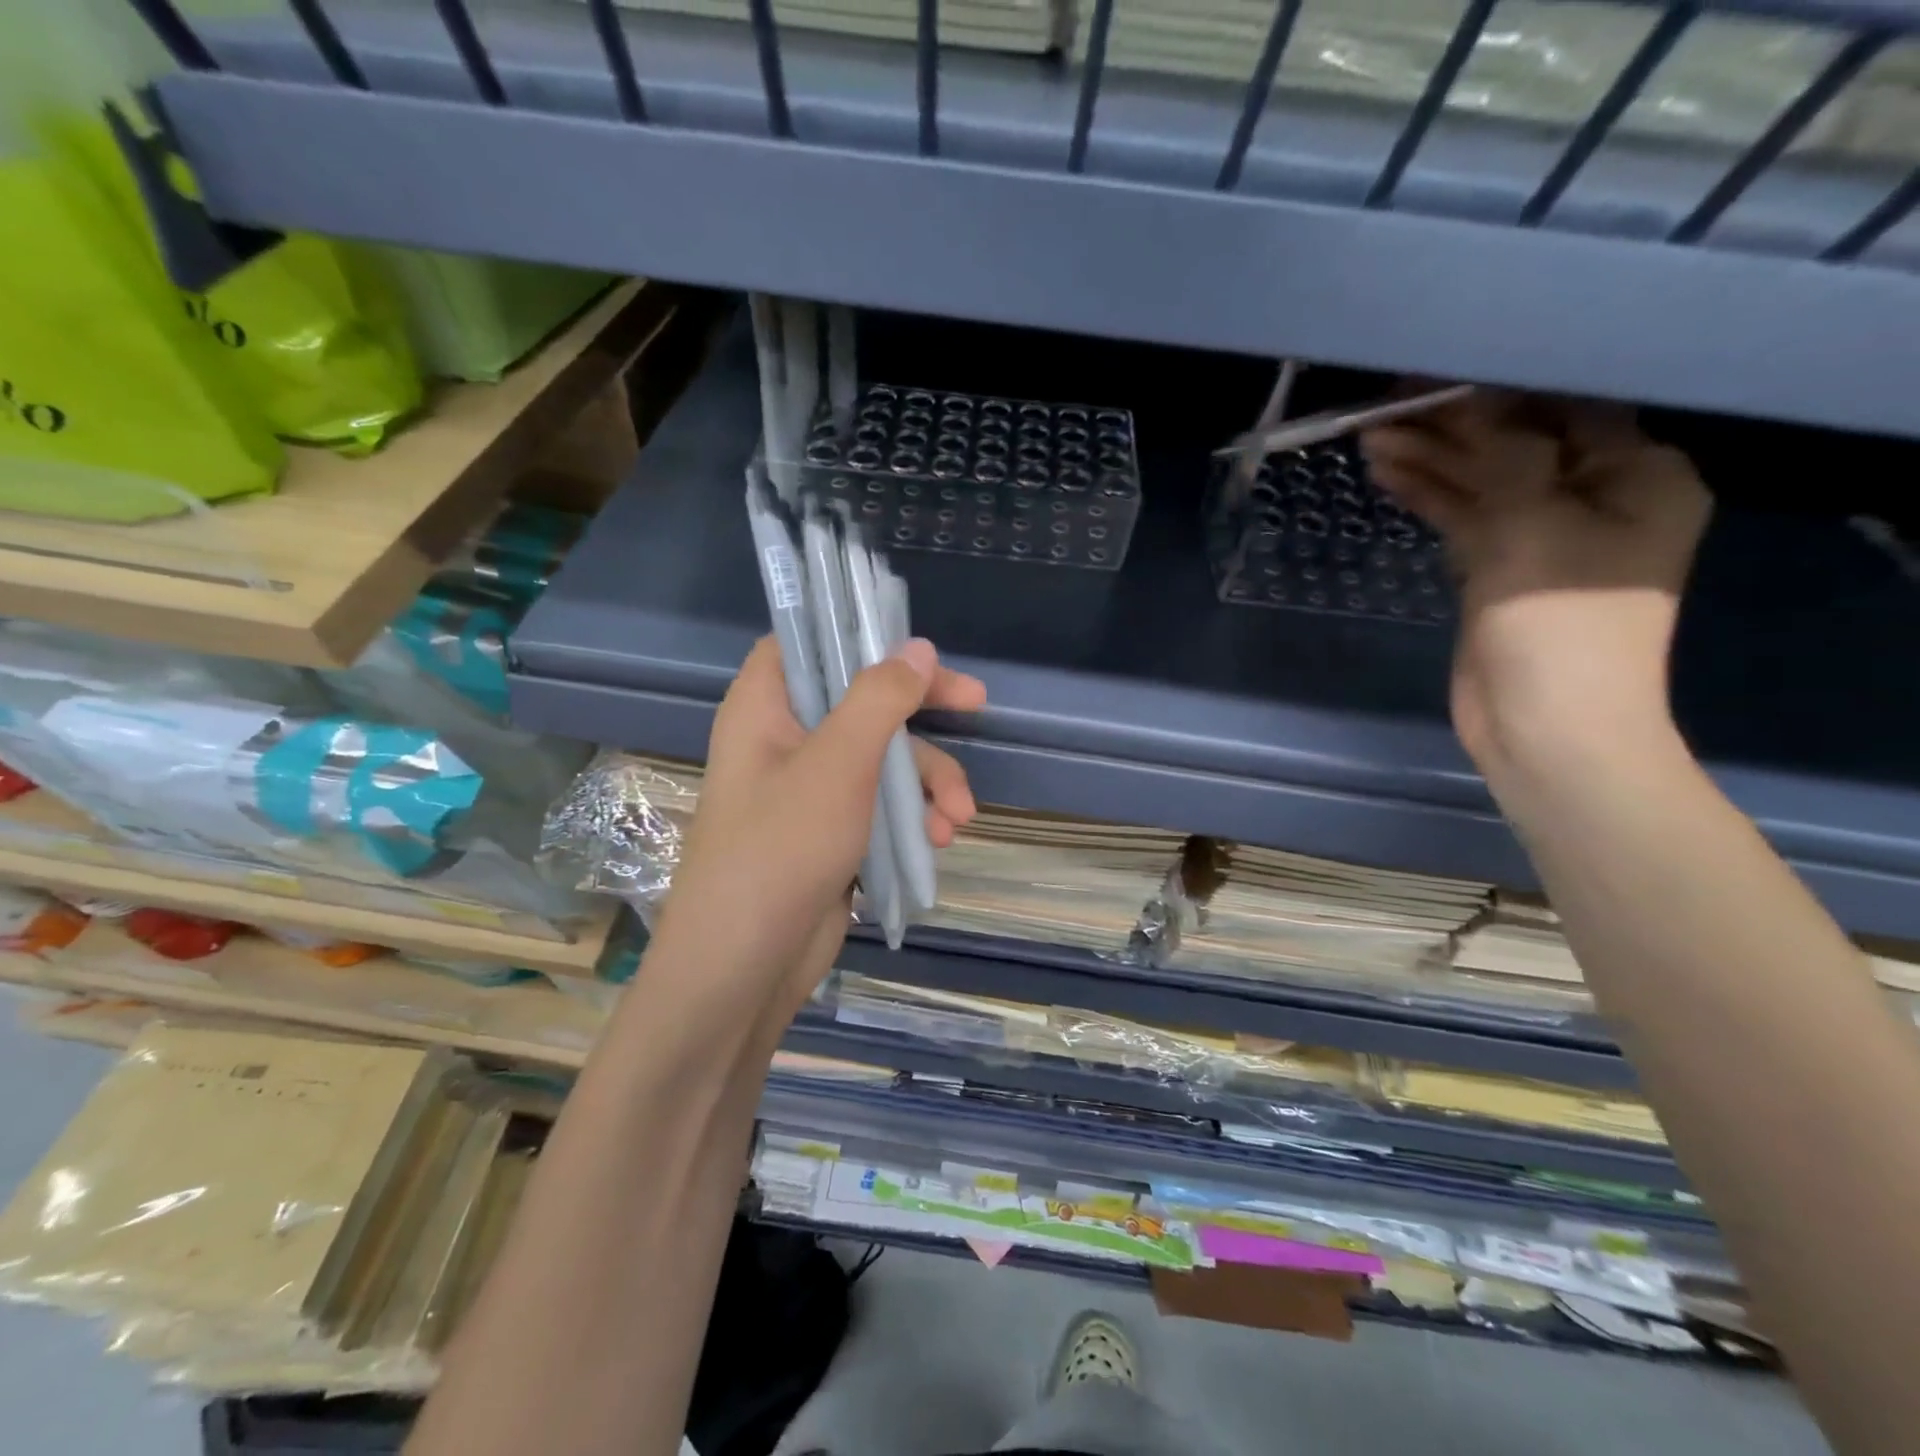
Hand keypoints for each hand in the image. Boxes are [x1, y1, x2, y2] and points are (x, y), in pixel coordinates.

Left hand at [648, 636, 984, 1033]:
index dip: (860, 634)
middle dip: (922, 716)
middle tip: (978, 707)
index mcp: (765, 706)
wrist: (745, 967)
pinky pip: (880, 803)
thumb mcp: (839, 763)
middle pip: (861, 699)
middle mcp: (783, 739)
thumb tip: (917, 648)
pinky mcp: (830, 832)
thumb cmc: (782, 849)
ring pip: (882, 757)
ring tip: (957, 819)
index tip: (915, 647)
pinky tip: (937, 841)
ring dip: (928, 781)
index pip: (808, 642)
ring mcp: (808, 789)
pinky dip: (912, 815)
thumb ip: (880, 698)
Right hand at [1360, 391, 1710, 780]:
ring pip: (1482, 483)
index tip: (1436, 372)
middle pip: (1516, 444)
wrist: (1545, 725)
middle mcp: (1596, 497)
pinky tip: (1387, 474)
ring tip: (1372, 434)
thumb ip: (1504, 455)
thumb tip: (1470, 401)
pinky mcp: (1500, 570)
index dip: (1498, 388)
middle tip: (1389, 401)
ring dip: (1432, 460)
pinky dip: (1430, 497)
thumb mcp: (1534, 525)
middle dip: (1453, 426)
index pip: (1565, 408)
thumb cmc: (1559, 624)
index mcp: (1637, 476)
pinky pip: (1463, 519)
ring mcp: (1544, 536)